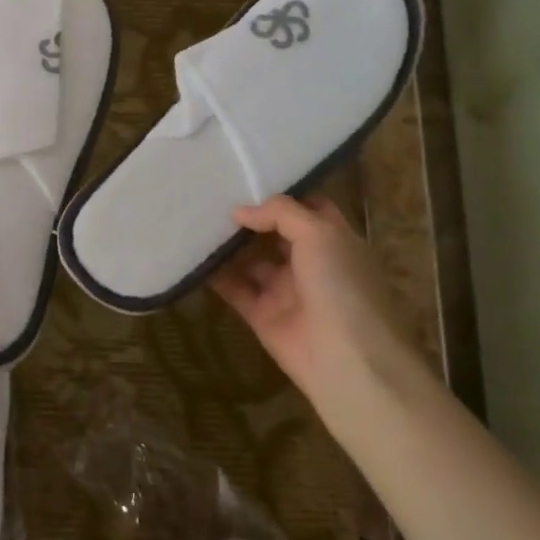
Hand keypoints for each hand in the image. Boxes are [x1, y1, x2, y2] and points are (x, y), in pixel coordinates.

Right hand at [210, 195, 423, 411]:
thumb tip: (240, 211)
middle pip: (274, 233)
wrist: (346, 359)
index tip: (249, 179)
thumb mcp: (319, 234)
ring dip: (228, 245)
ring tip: (196, 222)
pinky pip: (234, 289)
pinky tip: (193, 256)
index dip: (283, 195)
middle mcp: (309, 262)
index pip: (308, 208)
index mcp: (333, 241)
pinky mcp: (261, 315)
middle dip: (248, 218)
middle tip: (212, 197)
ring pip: (251, 261)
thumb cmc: (341, 286)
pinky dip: (215, 275)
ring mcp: (285, 290)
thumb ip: (280, 214)